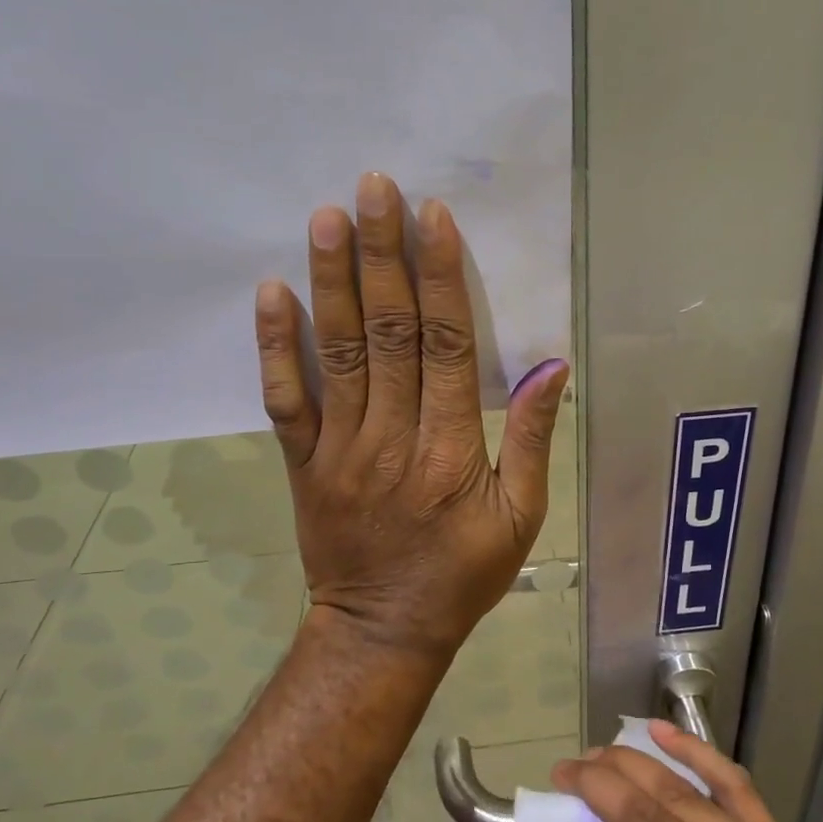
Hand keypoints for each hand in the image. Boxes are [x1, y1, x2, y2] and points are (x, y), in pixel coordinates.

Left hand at [253, 171, 569, 657]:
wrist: (381, 631)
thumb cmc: (462, 575)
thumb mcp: (521, 518)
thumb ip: (531, 440)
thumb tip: (550, 368)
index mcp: (451, 450)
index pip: (445, 345)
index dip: (441, 277)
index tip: (434, 218)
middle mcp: (393, 437)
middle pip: (388, 332)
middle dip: (383, 255)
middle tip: (374, 190)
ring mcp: (339, 448)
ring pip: (337, 352)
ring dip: (332, 281)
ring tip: (326, 218)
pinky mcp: (303, 463)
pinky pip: (286, 400)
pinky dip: (276, 347)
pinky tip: (272, 293)